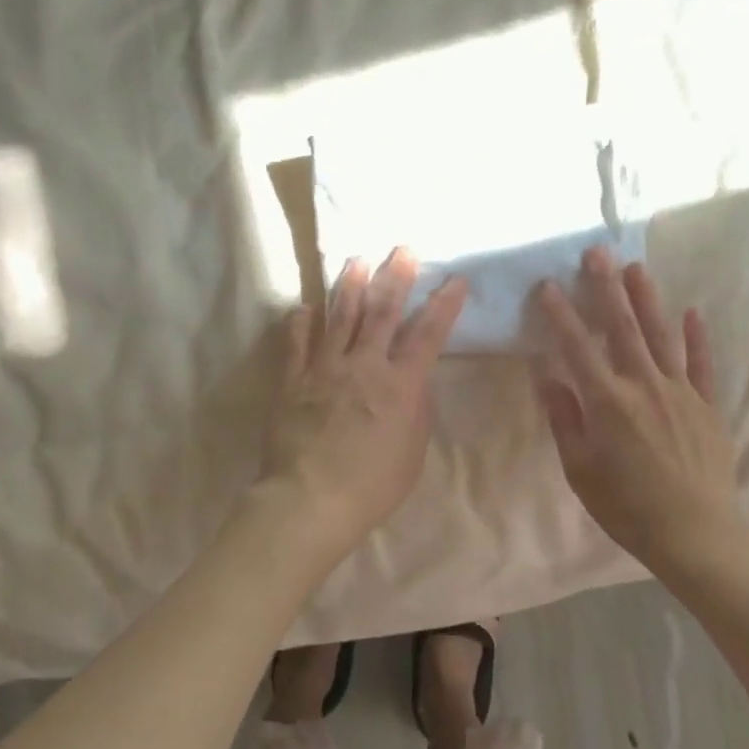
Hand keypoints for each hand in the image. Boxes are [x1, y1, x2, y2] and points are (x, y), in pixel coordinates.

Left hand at [262, 248, 467, 559]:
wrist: (309, 499)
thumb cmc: (372, 485)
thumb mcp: (413, 452)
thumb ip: (416, 410)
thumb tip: (415, 381)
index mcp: (400, 385)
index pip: (428, 335)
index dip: (444, 305)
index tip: (455, 279)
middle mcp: (364, 366)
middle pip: (382, 312)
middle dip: (395, 277)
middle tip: (402, 248)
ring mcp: (324, 369)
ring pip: (339, 317)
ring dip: (350, 286)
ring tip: (356, 259)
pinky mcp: (293, 380)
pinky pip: (297, 343)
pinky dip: (301, 322)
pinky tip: (305, 306)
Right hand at [535, 248, 740, 573]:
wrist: (696, 535)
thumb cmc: (628, 508)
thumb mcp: (581, 470)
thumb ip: (565, 420)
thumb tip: (548, 377)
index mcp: (609, 403)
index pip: (578, 347)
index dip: (561, 314)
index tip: (548, 286)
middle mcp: (644, 386)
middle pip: (623, 328)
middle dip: (606, 288)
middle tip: (596, 253)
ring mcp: (681, 392)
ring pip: (662, 336)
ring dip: (648, 299)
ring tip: (636, 268)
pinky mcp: (707, 406)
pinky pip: (702, 364)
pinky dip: (696, 337)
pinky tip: (692, 312)